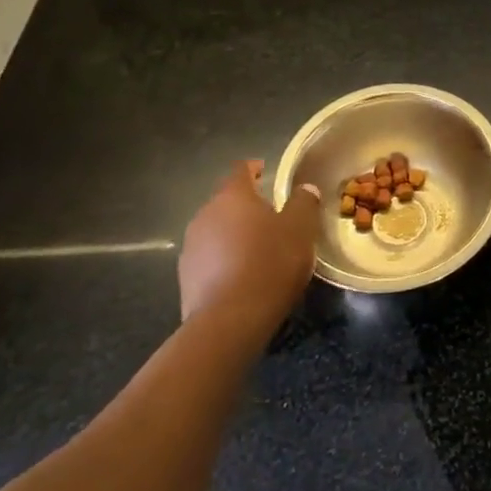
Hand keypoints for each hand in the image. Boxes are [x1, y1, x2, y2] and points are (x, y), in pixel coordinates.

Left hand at [179, 161, 319, 337]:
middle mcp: (206, 214)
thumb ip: (303, 203)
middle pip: (227, 202)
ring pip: (216, 231)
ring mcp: (191, 247)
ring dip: (233, 235)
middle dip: (245, 207)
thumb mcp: (299, 229)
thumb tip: (305, 188)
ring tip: (256, 250)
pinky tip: (241, 277)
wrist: (229, 321)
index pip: (241, 170)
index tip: (264, 171)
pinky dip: (224, 260)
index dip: (254, 169)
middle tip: (269, 217)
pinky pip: (209, 259)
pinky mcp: (186, 278)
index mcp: (232, 196)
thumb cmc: (269, 263)